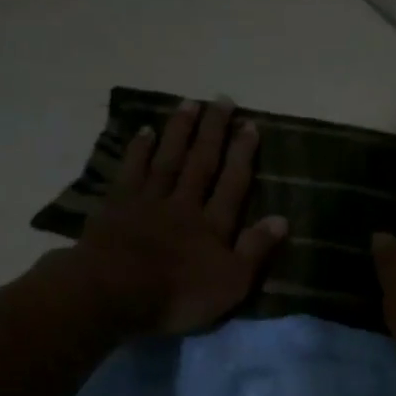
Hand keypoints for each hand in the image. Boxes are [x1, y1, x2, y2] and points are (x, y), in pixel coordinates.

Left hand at [26, 97, 287, 337]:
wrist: (113, 292)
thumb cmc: (178, 295)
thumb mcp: (231, 283)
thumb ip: (255, 250)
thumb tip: (282, 219)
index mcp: (213, 225)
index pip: (233, 183)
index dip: (242, 154)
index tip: (250, 125)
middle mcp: (184, 204)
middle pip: (202, 162)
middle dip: (214, 131)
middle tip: (223, 100)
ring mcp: (148, 201)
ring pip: (168, 158)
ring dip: (180, 131)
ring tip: (190, 103)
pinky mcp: (117, 206)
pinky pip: (132, 170)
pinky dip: (140, 149)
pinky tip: (146, 130)